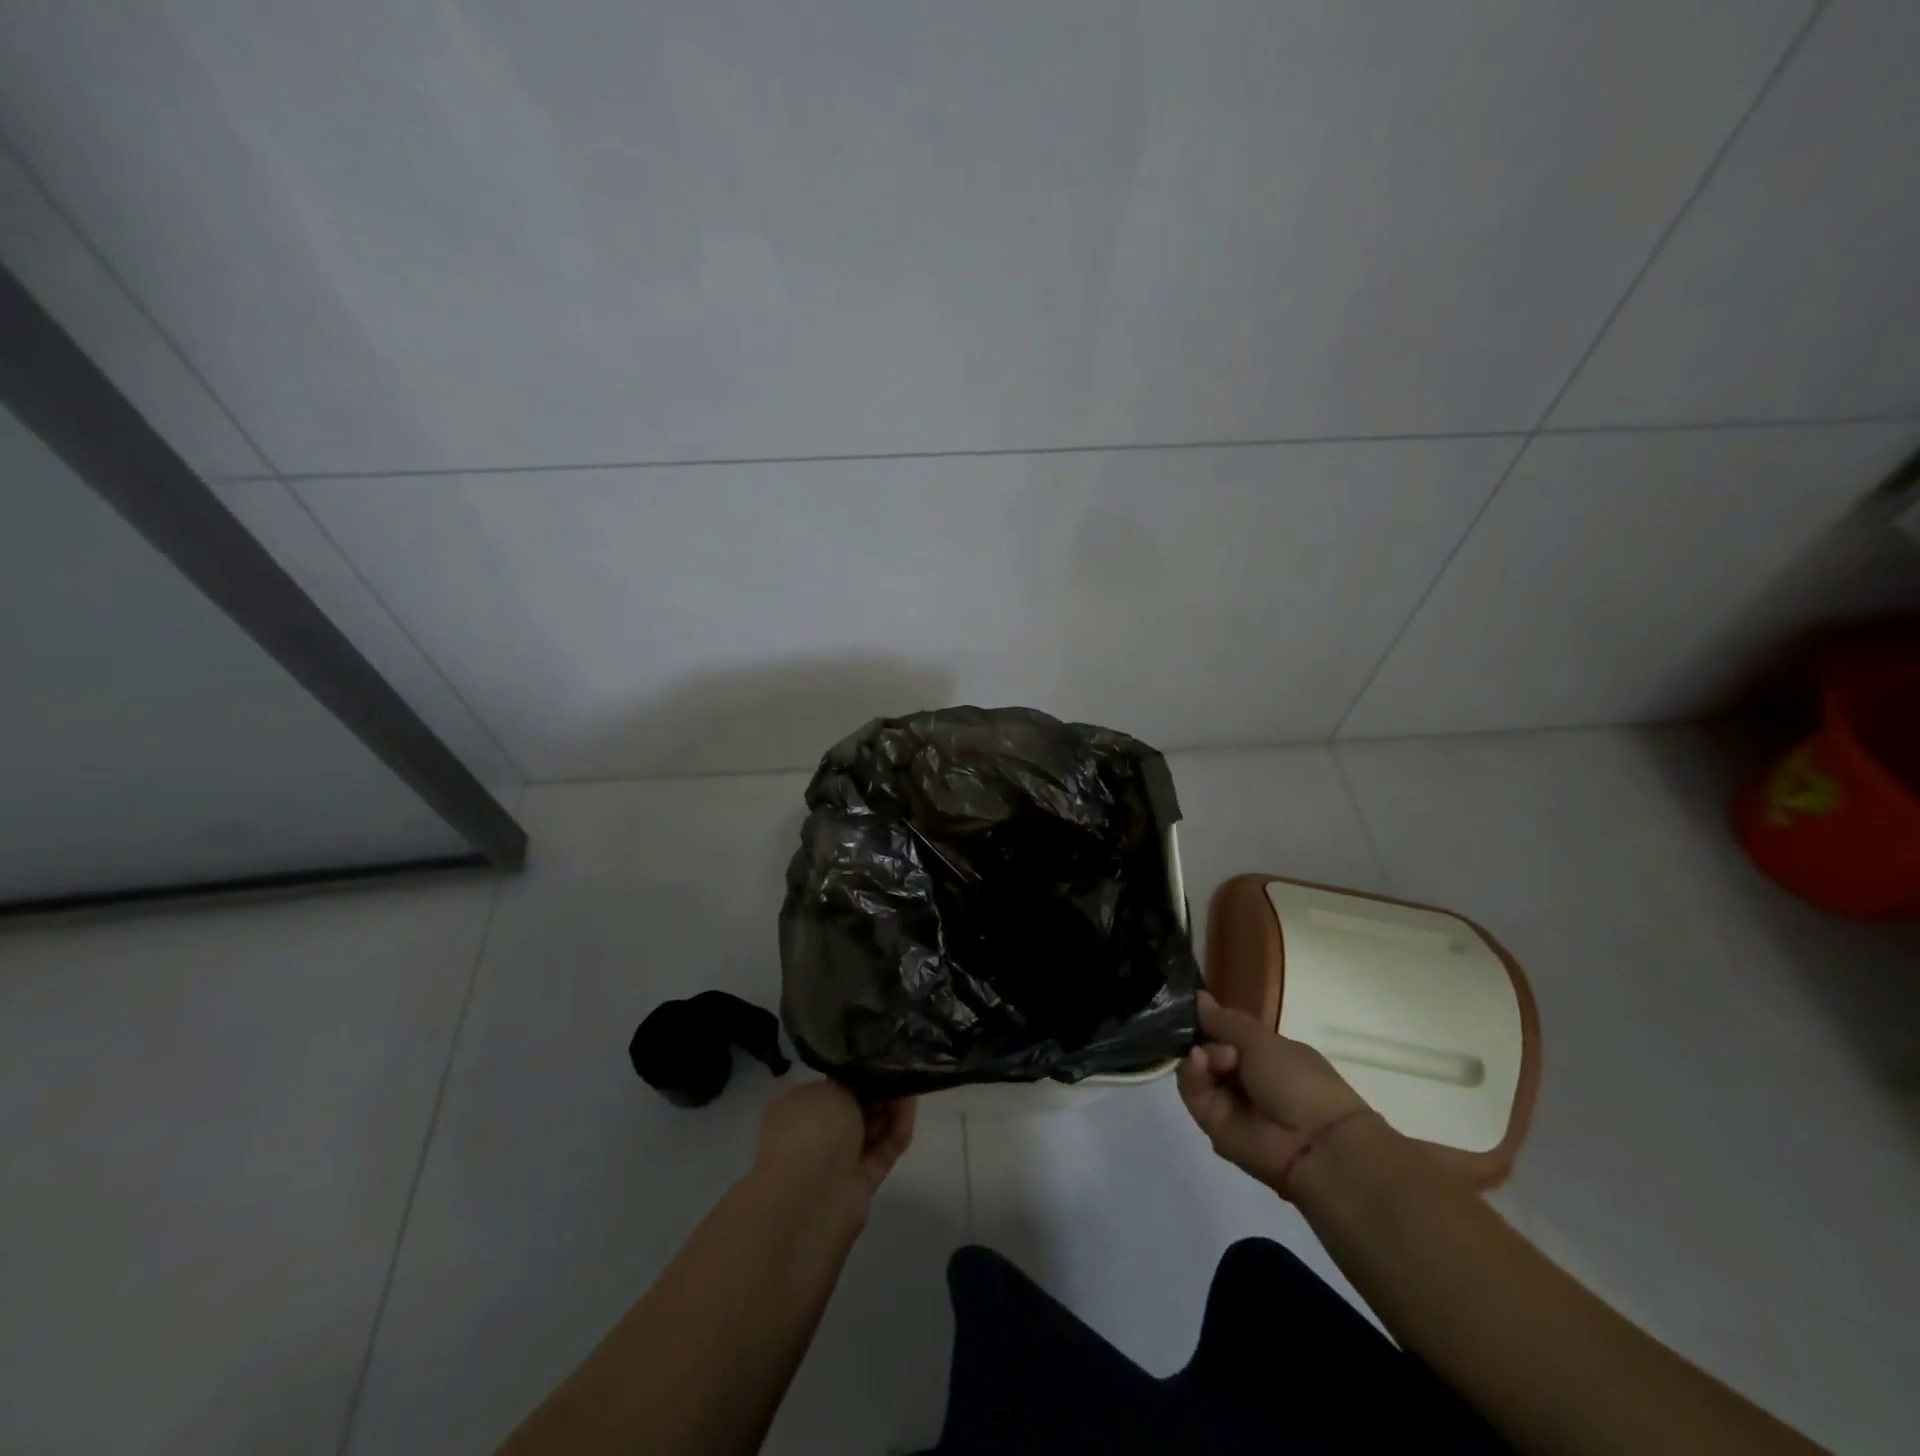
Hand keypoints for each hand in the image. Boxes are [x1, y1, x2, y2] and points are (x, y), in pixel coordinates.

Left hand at [753, 1079, 917, 1226]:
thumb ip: (853, 1083)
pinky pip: (880, 1154)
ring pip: (869, 1132)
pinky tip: (910, 1113)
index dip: (857, 1075)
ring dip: (890, 1111)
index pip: (830, 1088)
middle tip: (901, 1074)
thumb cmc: (812, 1130)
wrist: (810, 1198)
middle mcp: (812, 1135)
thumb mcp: (833, 1090)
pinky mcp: (857, 1186)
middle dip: (878, 1093)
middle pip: (853, 1110)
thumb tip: (865, 1083)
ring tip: (912, 1088)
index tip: (881, 1063)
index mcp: (796, 1109)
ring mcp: (834, 1163)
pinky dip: (895, 1135)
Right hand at [1177, 990, 1374, 1198]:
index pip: (1224, 1030)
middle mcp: (1241, 1075)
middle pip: (1204, 1047)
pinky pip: (1192, 1092)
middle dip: (1204, 1037)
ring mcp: (1225, 1099)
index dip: (1208, 1018)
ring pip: (1194, 1068)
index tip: (1192, 1005)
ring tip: (1214, 1057)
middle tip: (1219, 1042)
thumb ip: (1224, 1020)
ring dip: (1199, 1056)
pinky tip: (1199, 1062)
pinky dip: (1192, 1074)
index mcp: (1261, 1053)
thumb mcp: (1262, 1040)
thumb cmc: (1298, 1080)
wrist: (1314, 1143)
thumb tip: (1197, 996)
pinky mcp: (1211, 1121)